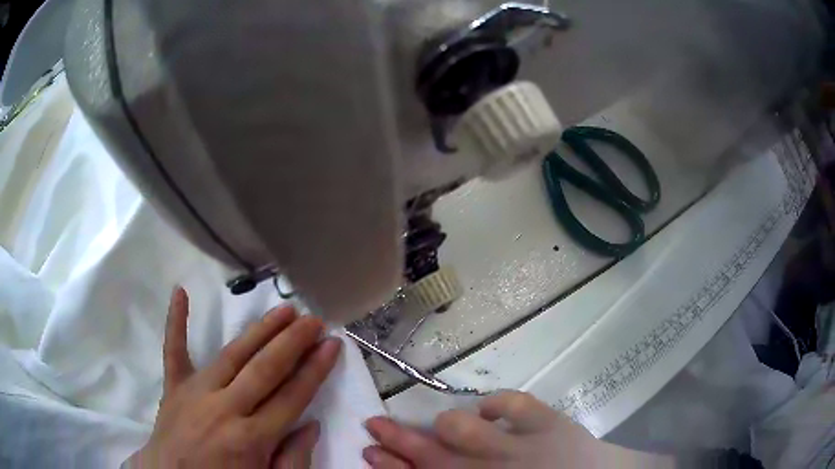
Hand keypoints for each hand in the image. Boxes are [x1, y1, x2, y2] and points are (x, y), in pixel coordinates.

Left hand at [126, 287, 341, 468]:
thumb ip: (293, 460)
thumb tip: (311, 425)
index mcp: (251, 438)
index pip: (292, 397)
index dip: (316, 370)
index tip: (332, 344)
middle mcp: (224, 409)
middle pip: (265, 369)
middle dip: (293, 342)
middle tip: (313, 320)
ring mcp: (195, 393)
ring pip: (232, 354)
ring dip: (260, 330)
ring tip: (283, 310)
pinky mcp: (173, 386)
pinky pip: (173, 351)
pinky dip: (176, 322)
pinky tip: (180, 291)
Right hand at [363, 391, 672, 468]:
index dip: (392, 466)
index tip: (369, 454)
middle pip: (431, 454)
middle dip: (396, 441)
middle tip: (373, 427)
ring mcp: (521, 445)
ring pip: (462, 427)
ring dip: (448, 425)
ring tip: (447, 428)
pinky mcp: (549, 423)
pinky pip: (513, 403)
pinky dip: (497, 404)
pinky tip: (493, 412)